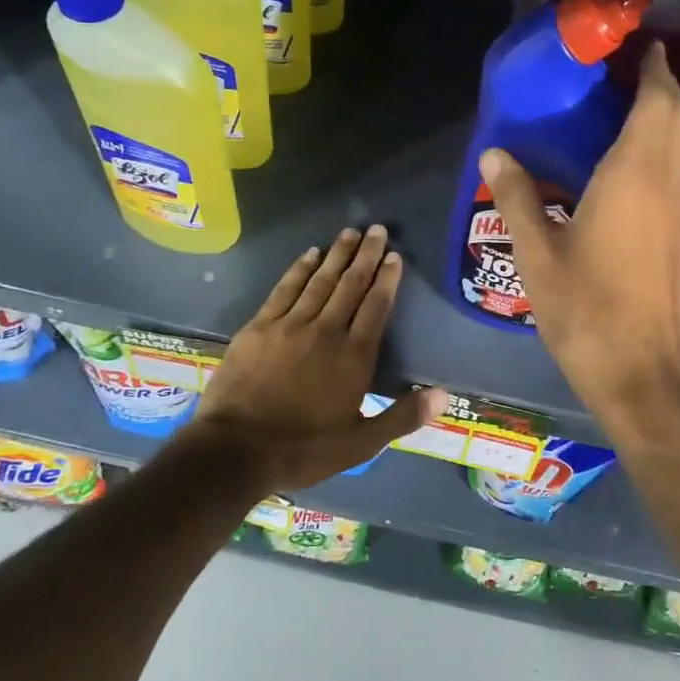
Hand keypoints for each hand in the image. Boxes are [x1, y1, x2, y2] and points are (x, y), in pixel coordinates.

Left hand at [192, 225, 444, 489]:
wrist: (235, 451)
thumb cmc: (303, 449)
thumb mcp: (361, 443)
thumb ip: (402, 416)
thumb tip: (444, 396)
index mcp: (354, 356)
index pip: (376, 306)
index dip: (387, 279)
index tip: (395, 256)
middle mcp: (326, 331)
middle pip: (351, 285)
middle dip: (367, 255)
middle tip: (378, 230)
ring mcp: (289, 325)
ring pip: (320, 281)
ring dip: (337, 254)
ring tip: (350, 232)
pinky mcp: (259, 327)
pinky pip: (285, 289)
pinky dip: (299, 269)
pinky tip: (310, 254)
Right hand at [477, 42, 679, 418]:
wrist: (643, 371)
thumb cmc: (587, 310)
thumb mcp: (538, 254)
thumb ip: (518, 198)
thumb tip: (495, 154)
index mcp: (634, 176)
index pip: (657, 103)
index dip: (654, 70)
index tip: (643, 45)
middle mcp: (668, 183)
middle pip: (678, 117)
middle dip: (661, 86)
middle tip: (627, 71)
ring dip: (667, 116)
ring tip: (629, 105)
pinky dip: (666, 147)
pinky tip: (633, 161)